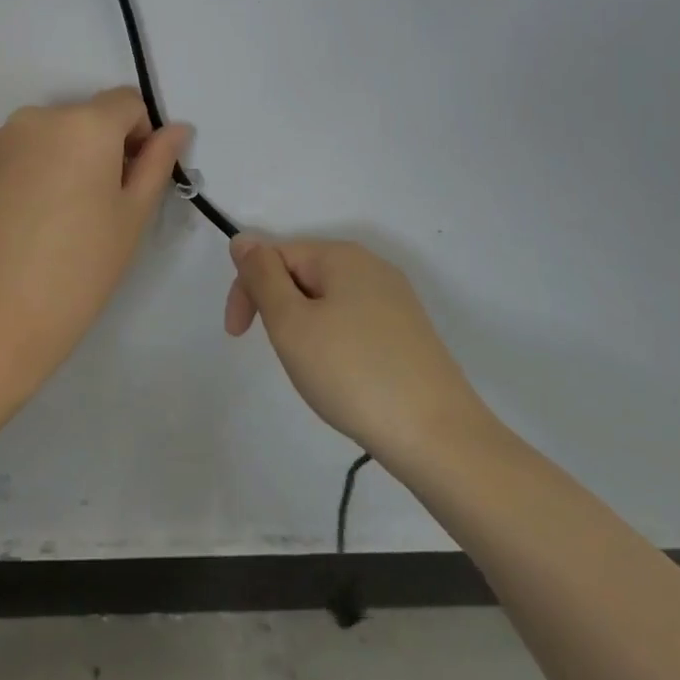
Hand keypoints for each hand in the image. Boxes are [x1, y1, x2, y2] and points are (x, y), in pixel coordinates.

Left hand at [0, 88, 190, 396]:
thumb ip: (157, 162)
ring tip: (52, 218)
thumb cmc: (78, 270)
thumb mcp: (132, 217)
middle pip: (82, 118)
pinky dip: (22, 174)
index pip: (126, 103)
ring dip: (58, 159)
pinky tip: (19, 222)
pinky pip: (9, 155)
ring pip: (43, 136)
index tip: (132, 180)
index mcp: (84, 124)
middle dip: (97, 149)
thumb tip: (176, 128)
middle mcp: (35, 117)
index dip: (140, 135)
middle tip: (95, 207)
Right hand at [226, 236, 492, 475]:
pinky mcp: (409, 334)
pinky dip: (334, 344)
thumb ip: (261, 275)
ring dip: (304, 329)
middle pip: (300, 274)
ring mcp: (395, 301)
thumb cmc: (352, 373)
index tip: (239, 336)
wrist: (439, 439)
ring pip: (325, 302)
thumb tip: (243, 239)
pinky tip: (343, 378)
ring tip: (314, 370)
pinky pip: (352, 323)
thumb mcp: (291, 322)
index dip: (248, 291)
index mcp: (342, 256)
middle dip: (279, 310)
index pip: (273, 255)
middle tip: (283, 355)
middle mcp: (371, 267)